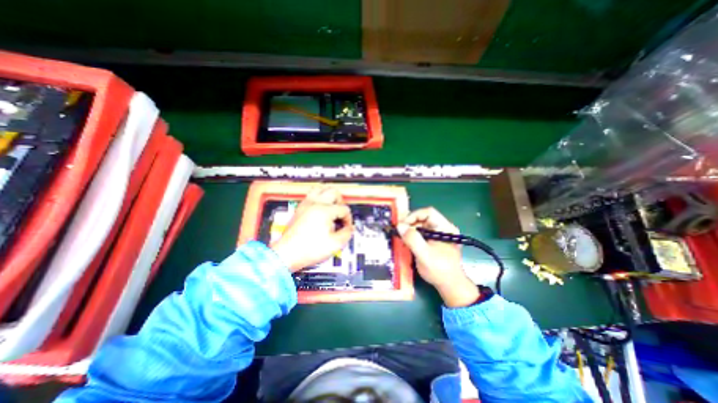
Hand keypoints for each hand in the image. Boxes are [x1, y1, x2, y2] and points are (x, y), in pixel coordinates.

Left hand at [270, 188, 353, 271]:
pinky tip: (321, 207)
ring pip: (321, 188)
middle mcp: (315, 203)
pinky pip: (311, 194)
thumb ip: (347, 233)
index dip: (348, 219)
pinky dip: (319, 197)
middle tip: (341, 214)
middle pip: (334, 192)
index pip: (344, 209)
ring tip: (332, 206)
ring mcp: (306, 204)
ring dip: (329, 195)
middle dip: (341, 202)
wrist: (287, 254)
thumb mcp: (334, 244)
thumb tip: (350, 228)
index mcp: (324, 211)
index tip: (346, 228)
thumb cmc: (309, 249)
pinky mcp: (300, 208)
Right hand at [395, 209, 477, 306]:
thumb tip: (399, 226)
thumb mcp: (425, 255)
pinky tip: (406, 242)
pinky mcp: (433, 240)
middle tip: (399, 232)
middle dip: (410, 223)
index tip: (402, 225)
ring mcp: (438, 233)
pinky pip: (420, 232)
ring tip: (401, 238)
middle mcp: (442, 227)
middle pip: (423, 218)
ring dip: (409, 230)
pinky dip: (411, 235)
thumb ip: (413, 240)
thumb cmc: (440, 270)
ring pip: (420, 225)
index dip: (413, 216)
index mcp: (445, 228)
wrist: (449, 285)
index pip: (428, 213)